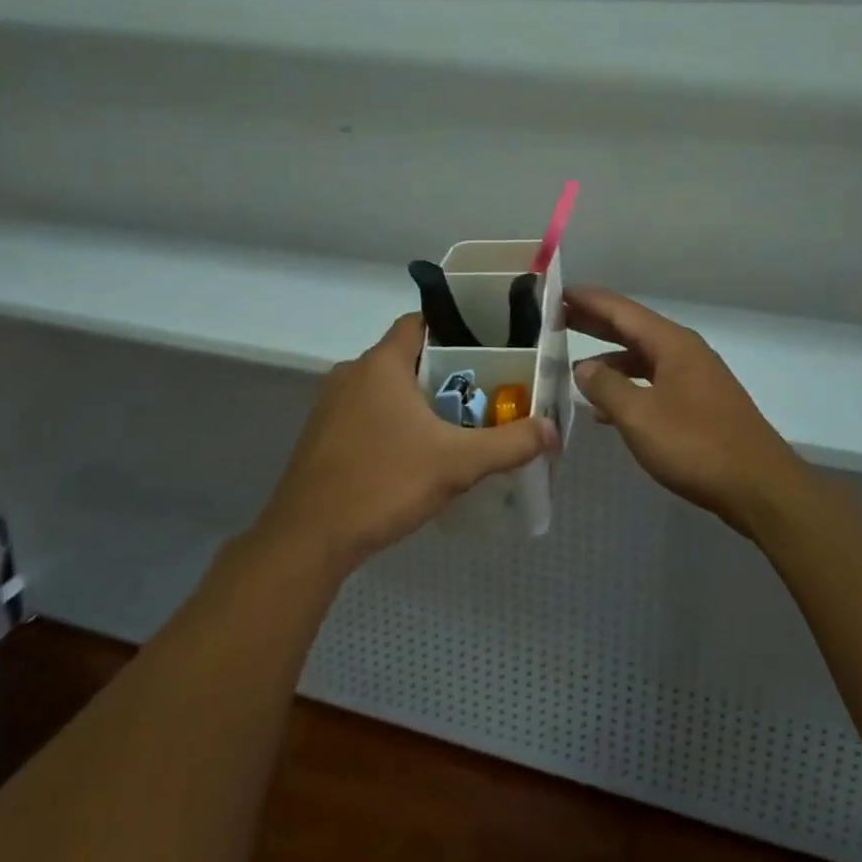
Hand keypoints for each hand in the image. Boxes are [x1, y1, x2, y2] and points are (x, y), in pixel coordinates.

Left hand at [253, 313, 559, 577]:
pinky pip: (365, 412)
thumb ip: (509, 443)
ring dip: (415, 399)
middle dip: (442, 371)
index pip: (419, 322)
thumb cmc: (383, 483)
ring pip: (384, 387)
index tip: (486, 348)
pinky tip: (412, 454)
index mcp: (381, 363)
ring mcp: (330, 404)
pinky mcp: (320, 434)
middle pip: (405, 356)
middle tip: (482, 392)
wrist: (308, 539)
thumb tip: (553, 429)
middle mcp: (351, 372)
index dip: (453, 328)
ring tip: (454, 423)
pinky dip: (390, 421)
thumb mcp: (457, 463)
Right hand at [567, 286, 806, 535]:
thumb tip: (582, 367)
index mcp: (671, 343)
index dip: (587, 299)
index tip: (555, 291)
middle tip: (555, 318)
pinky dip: (628, 387)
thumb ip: (607, 387)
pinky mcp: (699, 405)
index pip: (621, 309)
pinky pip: (654, 383)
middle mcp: (684, 352)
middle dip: (595, 323)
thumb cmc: (696, 445)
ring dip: (610, 360)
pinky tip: (607, 409)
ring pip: (643, 358)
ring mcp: (695, 378)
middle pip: (632, 328)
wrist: (759, 487)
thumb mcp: (639, 416)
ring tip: (574, 368)